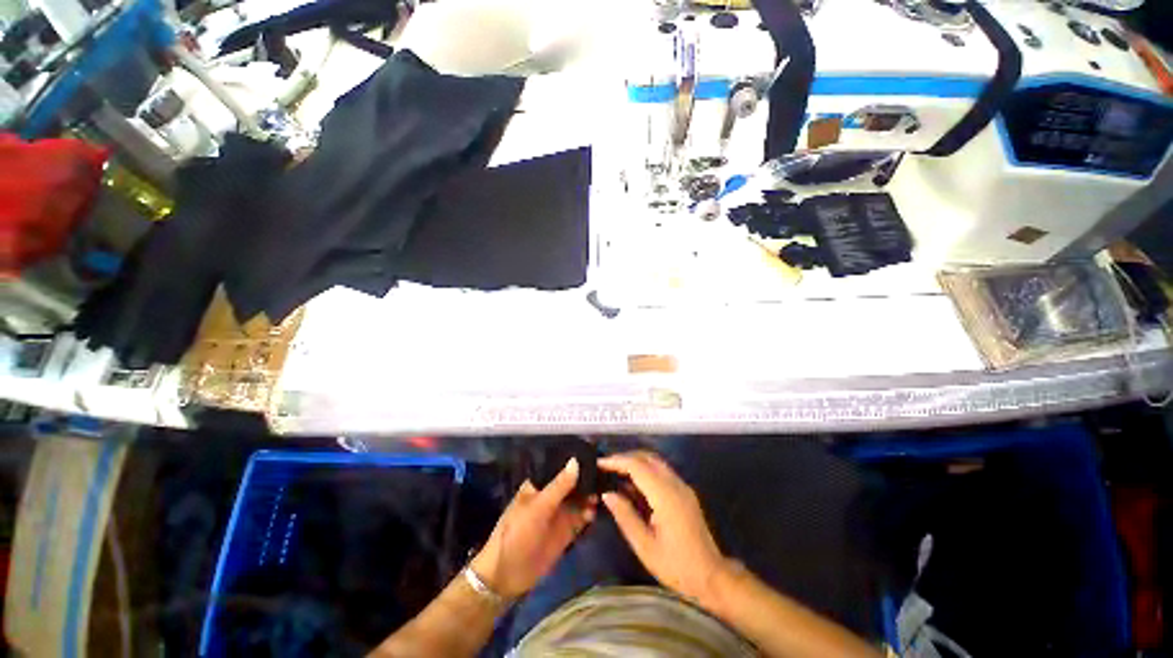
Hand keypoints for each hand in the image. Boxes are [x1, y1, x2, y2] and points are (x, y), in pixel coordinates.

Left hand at [470, 458, 594, 599]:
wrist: (507, 576)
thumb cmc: (517, 533)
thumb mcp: (538, 507)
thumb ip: (559, 485)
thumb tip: (576, 460)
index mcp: (539, 485)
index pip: (560, 467)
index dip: (576, 461)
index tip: (595, 454)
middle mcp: (551, 496)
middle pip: (573, 483)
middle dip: (587, 479)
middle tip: (606, 474)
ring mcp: (559, 514)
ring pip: (579, 500)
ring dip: (590, 496)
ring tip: (604, 492)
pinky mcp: (566, 531)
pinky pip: (581, 518)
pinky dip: (589, 513)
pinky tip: (596, 511)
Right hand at [599, 451, 728, 602]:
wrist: (711, 577)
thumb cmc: (676, 566)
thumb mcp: (645, 546)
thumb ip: (625, 516)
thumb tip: (607, 494)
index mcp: (665, 495)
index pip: (637, 466)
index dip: (616, 461)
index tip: (599, 463)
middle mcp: (675, 484)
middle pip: (647, 457)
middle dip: (624, 457)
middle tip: (605, 466)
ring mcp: (682, 486)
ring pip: (655, 461)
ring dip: (635, 462)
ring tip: (615, 472)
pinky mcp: (684, 492)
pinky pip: (661, 471)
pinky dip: (645, 470)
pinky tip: (632, 484)